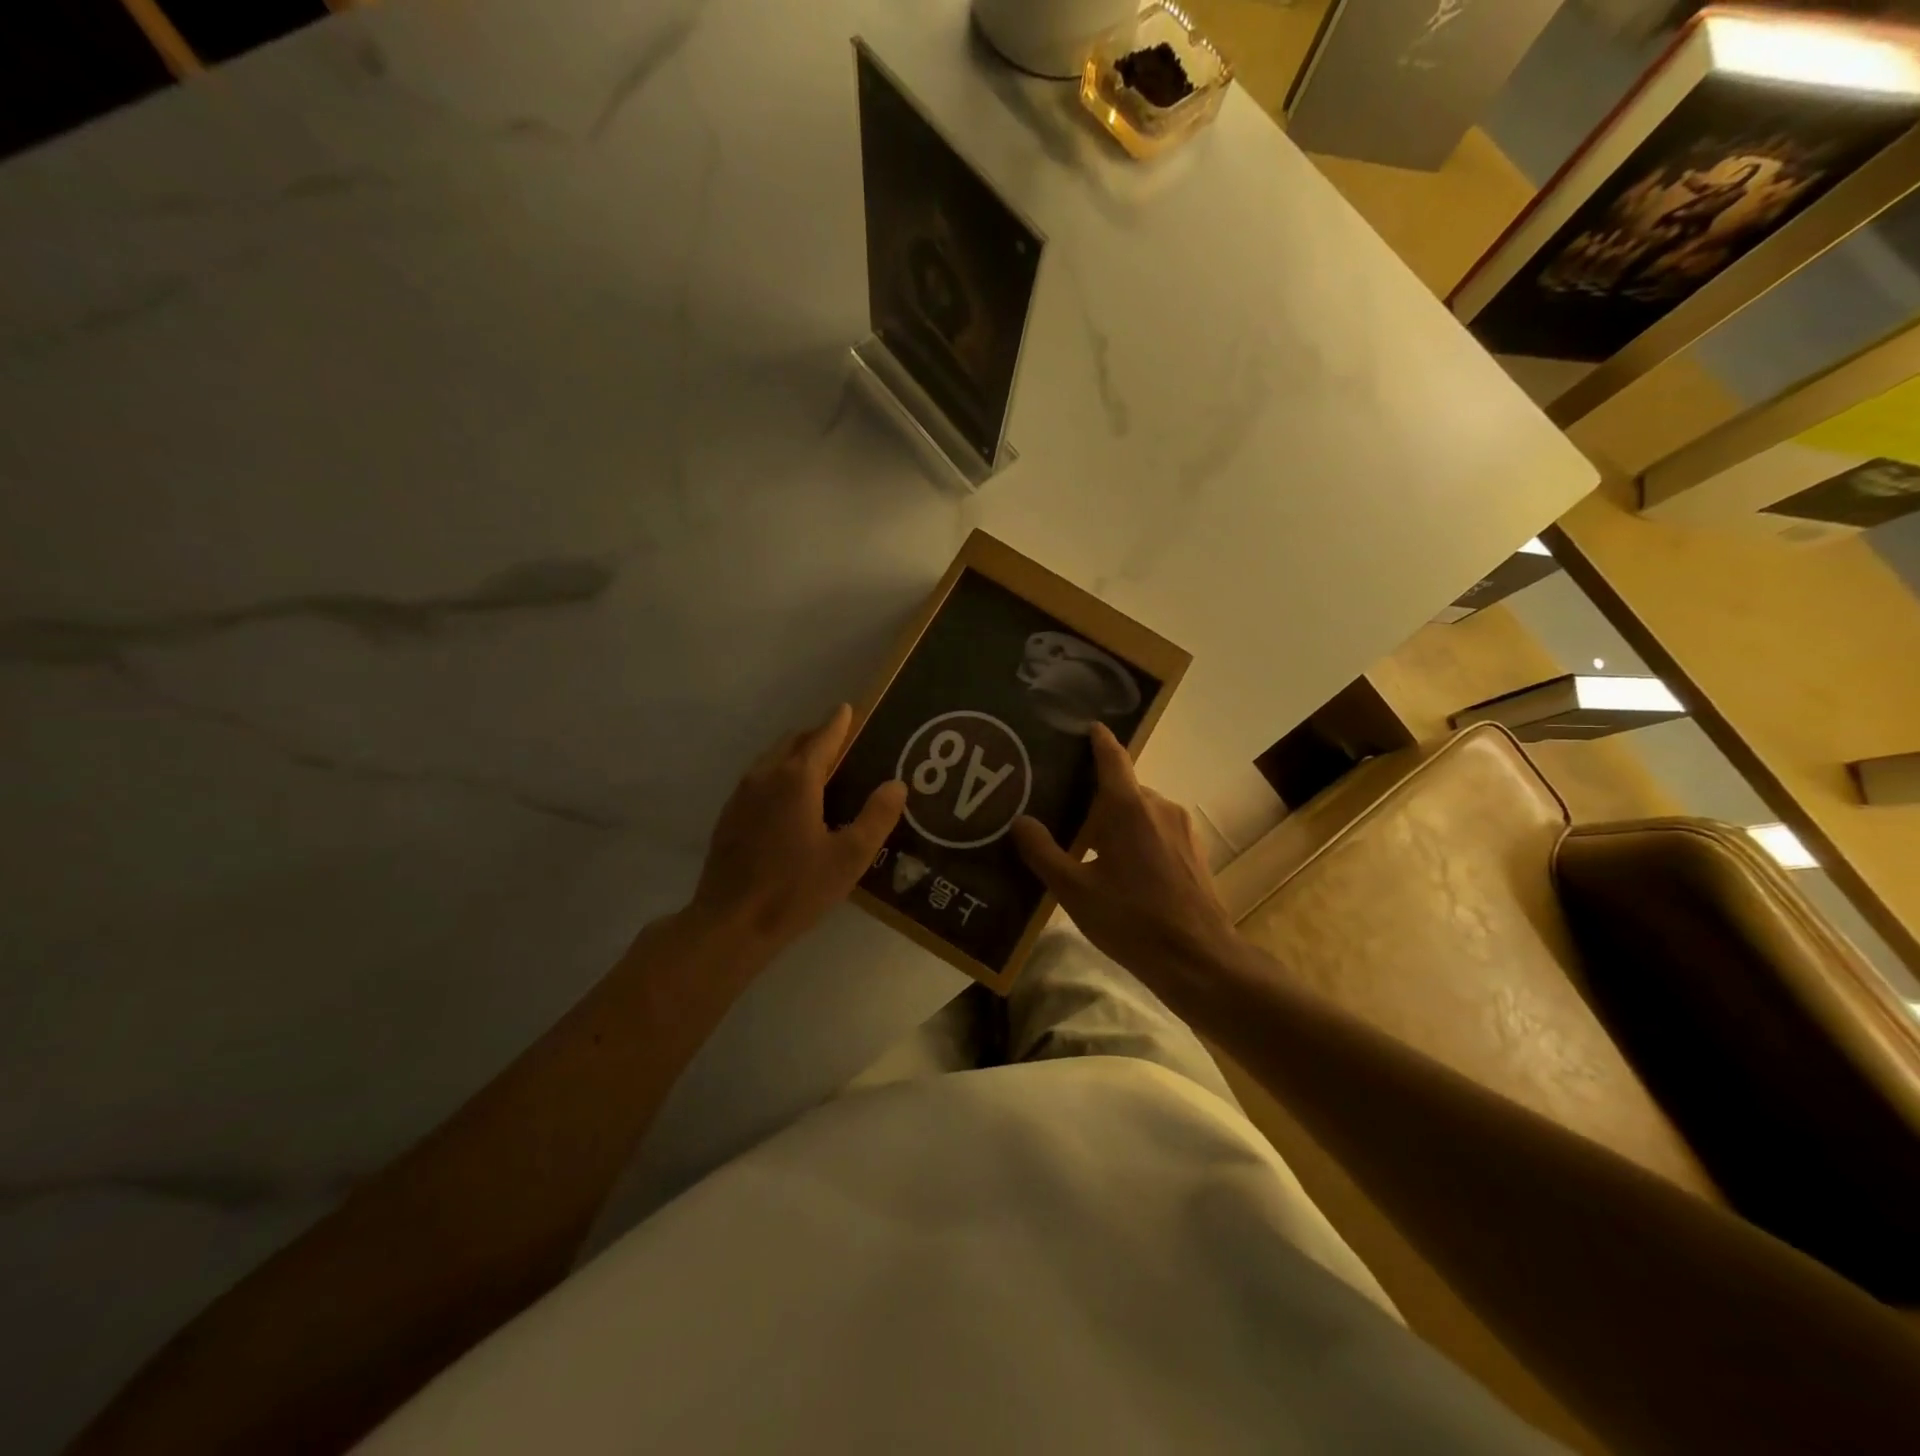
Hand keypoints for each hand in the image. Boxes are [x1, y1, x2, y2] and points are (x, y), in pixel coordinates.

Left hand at [690, 704, 905, 952]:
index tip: (848, 709)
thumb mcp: (849, 857)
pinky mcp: (729, 817)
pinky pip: (758, 780)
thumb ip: (876, 817)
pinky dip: (777, 775)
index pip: (822, 738)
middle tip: (841, 745)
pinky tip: (788, 802)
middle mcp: (765, 777)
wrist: (731, 924)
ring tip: (817, 770)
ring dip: (795, 755)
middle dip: (817, 736)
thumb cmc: (796, 889)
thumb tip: (897, 784)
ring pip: (771, 759)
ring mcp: (741, 796)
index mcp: (797, 780)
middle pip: (793, 742)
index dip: (839, 722)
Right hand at [1011, 724, 1242, 990]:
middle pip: (1122, 788)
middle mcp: (1159, 806)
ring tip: (1087, 843)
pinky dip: (1136, 836)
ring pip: (1140, 811)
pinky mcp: (1193, 851)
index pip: (1112, 756)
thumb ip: (1043, 852)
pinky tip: (1121, 868)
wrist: (1198, 959)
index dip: (1098, 739)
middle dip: (1095, 795)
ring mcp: (1181, 828)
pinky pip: (1157, 829)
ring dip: (1116, 820)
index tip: (1086, 726)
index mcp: (1128, 807)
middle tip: (1063, 808)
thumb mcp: (1075, 891)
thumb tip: (1020, 821)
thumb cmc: (1132, 920)